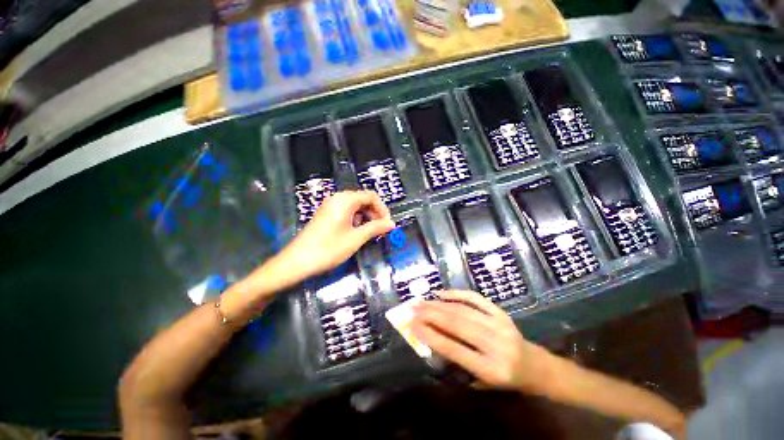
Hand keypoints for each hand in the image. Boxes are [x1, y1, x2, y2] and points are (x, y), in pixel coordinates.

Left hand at [278, 190, 394, 279]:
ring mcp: (330, 206)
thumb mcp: (356, 238)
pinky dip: (355, 220)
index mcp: (345, 200)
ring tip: (369, 234)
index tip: (387, 224)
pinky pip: (346, 212)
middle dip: (375, 214)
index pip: (371, 196)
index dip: (383, 209)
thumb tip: (392, 224)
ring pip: (355, 207)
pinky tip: (356, 233)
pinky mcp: (326, 214)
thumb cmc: (329, 249)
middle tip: (380, 230)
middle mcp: (338, 198)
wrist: (297, 261)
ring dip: (366, 218)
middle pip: (363, 200)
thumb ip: (375, 228)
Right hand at [411, 290, 554, 393]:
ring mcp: (499, 324)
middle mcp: (496, 344)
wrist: (537, 367)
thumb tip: (430, 338)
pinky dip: (457, 294)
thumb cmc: (507, 380)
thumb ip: (457, 362)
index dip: (430, 335)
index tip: (412, 325)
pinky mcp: (501, 312)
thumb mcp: (482, 381)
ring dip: (439, 304)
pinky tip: (441, 294)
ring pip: (463, 310)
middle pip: (457, 324)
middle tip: (412, 308)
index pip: (453, 349)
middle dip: (430, 315)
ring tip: (421, 301)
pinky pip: (475, 298)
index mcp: (491, 369)